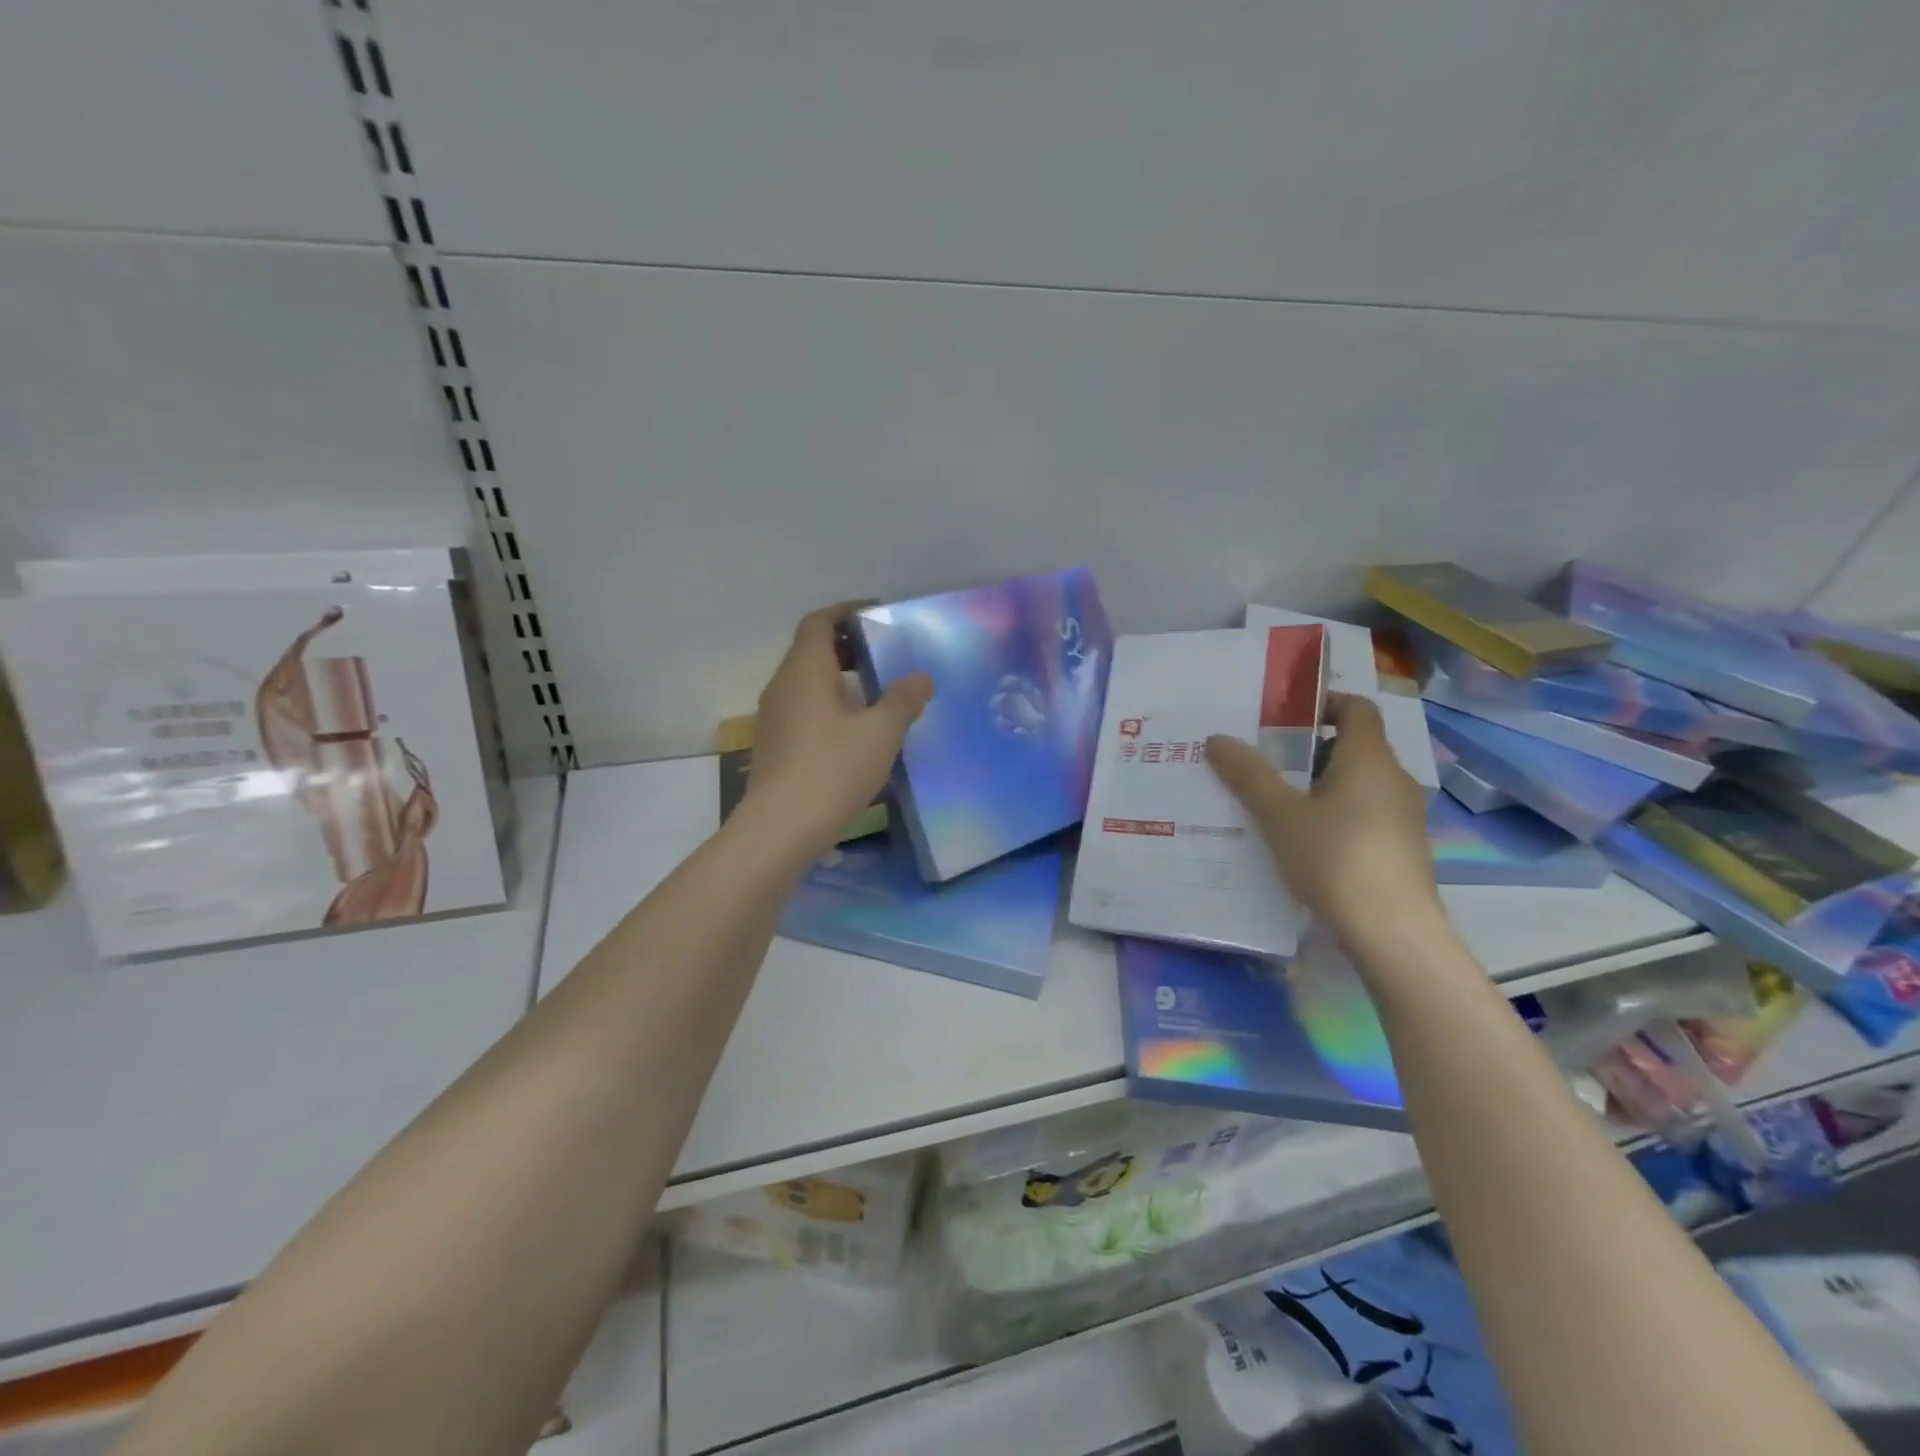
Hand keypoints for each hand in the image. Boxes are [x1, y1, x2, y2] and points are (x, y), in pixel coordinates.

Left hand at [743, 603, 932, 852]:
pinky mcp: (772, 745)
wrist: (782, 826)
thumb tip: (922, 678)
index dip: (845, 612)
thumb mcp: (881, 733)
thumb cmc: (833, 768)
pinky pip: (801, 708)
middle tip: (881, 654)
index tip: (875, 614)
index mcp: (805, 670)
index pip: (819, 622)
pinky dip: (826, 704)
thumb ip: (903, 700)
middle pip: (810, 650)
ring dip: (835, 678)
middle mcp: (782, 685)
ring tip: (873, 692)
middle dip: (844, 646)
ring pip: (804, 682)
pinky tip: (851, 730)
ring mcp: (772, 716)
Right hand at [1205, 693, 1441, 957]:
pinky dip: (1333, 815)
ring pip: (1356, 784)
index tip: (1284, 716)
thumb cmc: (1335, 858)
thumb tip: (1217, 738)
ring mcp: (1403, 816)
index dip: (1324, 703)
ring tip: (1273, 804)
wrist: (1392, 932)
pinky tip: (1301, 842)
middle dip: (1308, 750)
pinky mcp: (1401, 849)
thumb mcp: (1279, 814)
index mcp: (1369, 759)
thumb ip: (1248, 774)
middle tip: (1263, 762)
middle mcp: (1393, 779)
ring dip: (1318, 786)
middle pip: (1352, 747)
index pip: (1357, 708)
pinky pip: (1362, 815)